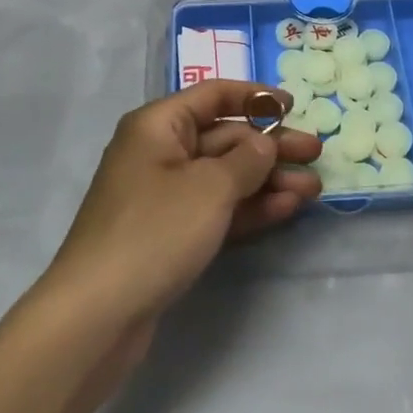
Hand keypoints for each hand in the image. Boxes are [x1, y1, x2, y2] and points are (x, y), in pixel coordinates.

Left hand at [45, 80, 322, 329]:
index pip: (214, 96)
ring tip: (313, 190)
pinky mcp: (170, 234)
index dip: (255, 97)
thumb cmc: (155, 231)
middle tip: (316, 155)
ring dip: (268, 181)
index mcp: (158, 125)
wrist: (96, 316)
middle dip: (271, 147)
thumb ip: (247, 159)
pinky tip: (286, 210)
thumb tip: (264, 143)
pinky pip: (216, 209)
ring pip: (225, 177)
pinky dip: (249, 208)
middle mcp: (159, 153)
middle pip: (224, 138)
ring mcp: (164, 197)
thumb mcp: (210, 188)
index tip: (294, 106)